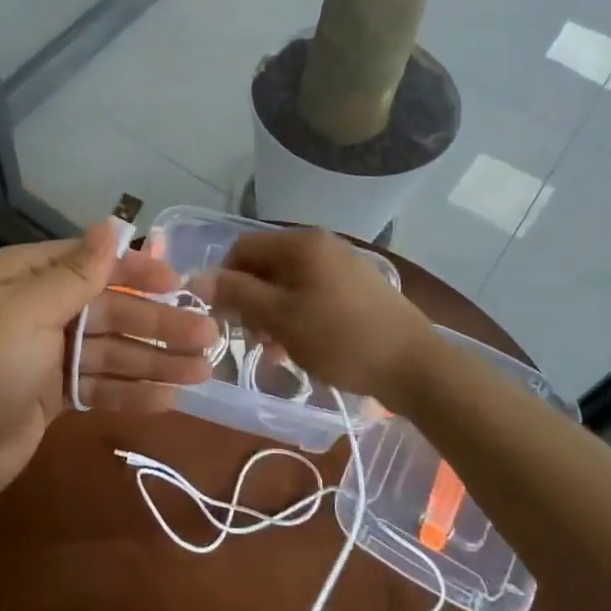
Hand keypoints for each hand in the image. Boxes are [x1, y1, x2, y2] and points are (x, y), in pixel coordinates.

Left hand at [0, 221, 216, 508]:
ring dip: (154, 359)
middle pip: (108, 311)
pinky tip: (171, 396)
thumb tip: (112, 223)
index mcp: (24, 278)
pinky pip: (100, 384)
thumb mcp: (28, 310)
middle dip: (157, 324)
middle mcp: (37, 309)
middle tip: (208, 335)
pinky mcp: (52, 395)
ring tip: (203, 369)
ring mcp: (46, 355)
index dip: (136, 271)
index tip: (178, 280)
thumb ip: (77, 273)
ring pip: (110, 350)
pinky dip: (133, 390)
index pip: (91, 264)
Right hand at [195, 229, 429, 400]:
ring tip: (277, 351)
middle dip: (251, 301)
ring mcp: (342, 266)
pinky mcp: (356, 289)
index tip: (225, 318)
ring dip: (273, 314)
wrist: (414, 366)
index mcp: (301, 244)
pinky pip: (312, 295)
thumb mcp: (280, 318)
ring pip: (288, 284)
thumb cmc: (341, 339)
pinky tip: (301, 348)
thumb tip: (196, 278)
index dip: (225, 280)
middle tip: (253, 340)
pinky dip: (297, 317)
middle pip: (265, 265)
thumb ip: (237, 294)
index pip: (242, 248)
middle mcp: (321, 245)